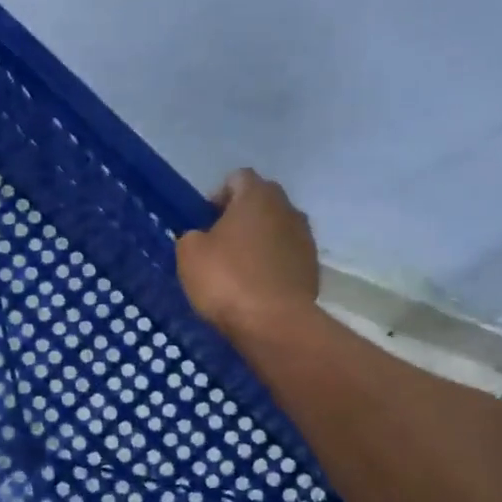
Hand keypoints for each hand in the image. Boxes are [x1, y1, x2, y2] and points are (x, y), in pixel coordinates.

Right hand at [176, 169, 319, 337]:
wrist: (274, 323)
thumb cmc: (226, 280)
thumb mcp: (189, 254)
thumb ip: (192, 235)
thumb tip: (201, 237)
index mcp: (257, 196)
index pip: (237, 178)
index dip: (218, 196)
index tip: (205, 222)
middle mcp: (287, 208)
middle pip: (261, 202)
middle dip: (241, 217)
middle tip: (219, 244)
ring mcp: (305, 238)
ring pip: (276, 229)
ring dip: (259, 241)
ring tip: (239, 269)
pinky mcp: (312, 267)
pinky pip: (286, 256)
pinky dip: (272, 265)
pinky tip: (256, 287)